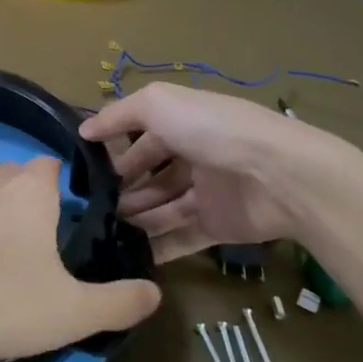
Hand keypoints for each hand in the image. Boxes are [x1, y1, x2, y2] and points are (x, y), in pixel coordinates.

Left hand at [0, 157, 160, 361]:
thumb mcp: (70, 312)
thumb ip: (118, 302)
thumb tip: (155, 293)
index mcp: (30, 189)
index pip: (53, 164)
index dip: (67, 185)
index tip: (76, 217)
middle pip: (18, 176)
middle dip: (33, 199)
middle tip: (46, 244)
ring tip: (7, 256)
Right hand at [81, 83, 331, 262]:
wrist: (278, 175)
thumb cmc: (213, 130)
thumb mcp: (158, 104)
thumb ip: (118, 115)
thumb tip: (84, 130)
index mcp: (182, 123)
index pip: (141, 137)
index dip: (115, 152)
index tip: (86, 172)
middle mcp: (193, 155)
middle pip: (150, 175)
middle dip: (122, 189)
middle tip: (89, 208)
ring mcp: (206, 193)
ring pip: (162, 208)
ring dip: (134, 219)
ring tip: (102, 231)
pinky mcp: (217, 226)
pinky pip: (181, 238)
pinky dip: (157, 247)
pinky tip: (128, 257)